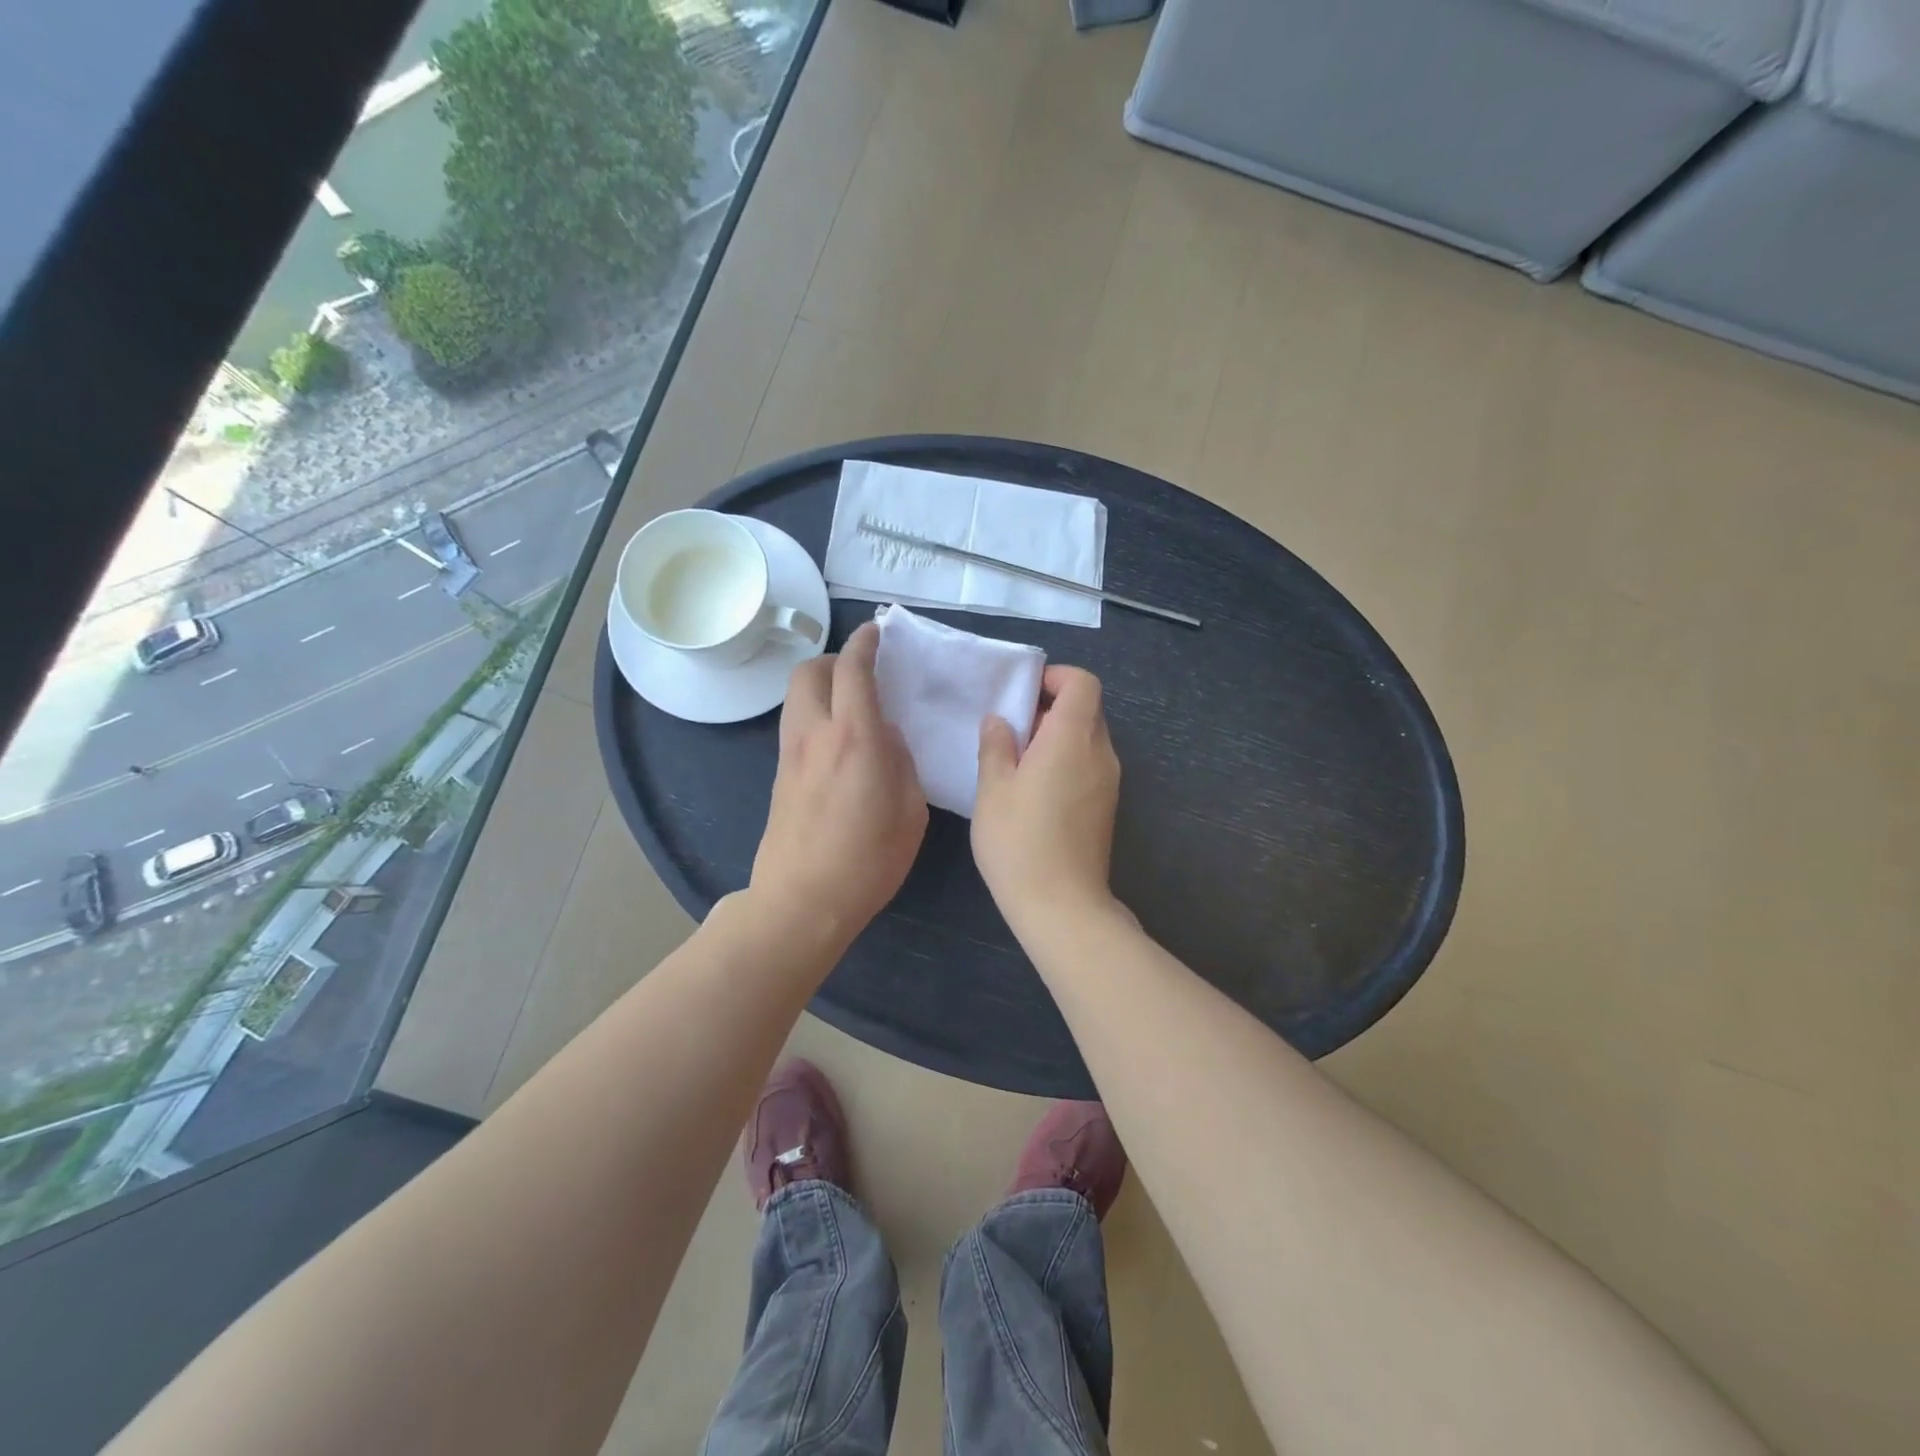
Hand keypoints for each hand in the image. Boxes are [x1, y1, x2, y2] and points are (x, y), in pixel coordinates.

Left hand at [751, 622, 927, 942]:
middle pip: (808, 671)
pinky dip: (814, 714)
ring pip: (796, 697)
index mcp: (854, 737)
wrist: (802, 901)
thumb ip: (902, 762)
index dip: (865, 643)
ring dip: (820, 686)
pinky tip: (838, 741)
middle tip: (861, 671)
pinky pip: (795, 725)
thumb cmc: (868, 860)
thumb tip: (887, 738)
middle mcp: (815, 734)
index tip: (877, 632)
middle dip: (834, 659)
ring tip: (851, 704)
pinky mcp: (780, 775)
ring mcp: (790, 754)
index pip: (853, 669)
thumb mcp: (910, 811)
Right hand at [972, 665, 1121, 929]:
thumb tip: (1000, 720)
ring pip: (1087, 738)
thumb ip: (996, 746)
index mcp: (1072, 738)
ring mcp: (1109, 781)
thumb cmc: (1019, 841)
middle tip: (1011, 731)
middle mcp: (1100, 753)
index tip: (1022, 695)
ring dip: (1056, 737)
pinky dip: (1066, 761)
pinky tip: (1034, 791)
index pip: (1082, 683)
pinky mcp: (1106, 806)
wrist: (1062, 906)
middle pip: (1086, 709)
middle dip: (1050, 708)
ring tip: (1017, 763)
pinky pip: (1089, 764)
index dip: (1055, 677)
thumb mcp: (993, 789)